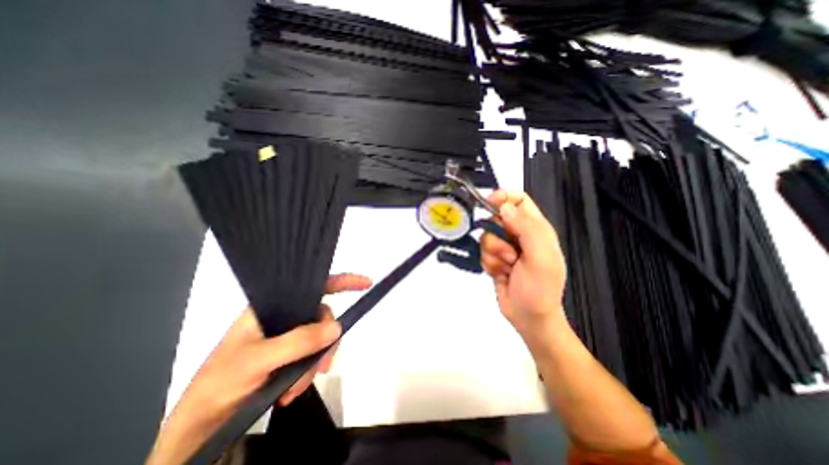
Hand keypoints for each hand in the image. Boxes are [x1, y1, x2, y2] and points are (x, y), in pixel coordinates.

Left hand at [146, 275, 372, 464]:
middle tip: (319, 367)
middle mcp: (284, 316)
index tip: (365, 283)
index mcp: (273, 305)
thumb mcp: (259, 360)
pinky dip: (308, 372)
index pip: (313, 285)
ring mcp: (288, 335)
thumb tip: (337, 328)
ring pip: (319, 339)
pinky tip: (291, 390)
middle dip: (324, 343)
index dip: (341, 281)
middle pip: (321, 317)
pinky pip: (312, 355)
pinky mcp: (289, 353)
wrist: (200, 425)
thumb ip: (298, 342)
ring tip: (294, 389)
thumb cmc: (220, 382)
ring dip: (313, 364)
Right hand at [479, 193, 571, 341]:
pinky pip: (483, 252)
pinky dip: (489, 264)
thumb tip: (505, 207)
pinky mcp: (494, 259)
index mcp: (536, 229)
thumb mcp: (540, 257)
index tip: (489, 203)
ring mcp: (505, 247)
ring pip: (486, 237)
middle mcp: (519, 235)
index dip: (504, 197)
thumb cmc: (540, 288)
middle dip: (497, 237)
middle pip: (496, 219)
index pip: (519, 200)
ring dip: (494, 254)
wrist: (529, 317)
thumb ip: (526, 229)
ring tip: (508, 268)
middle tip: (511, 254)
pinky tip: (501, 274)